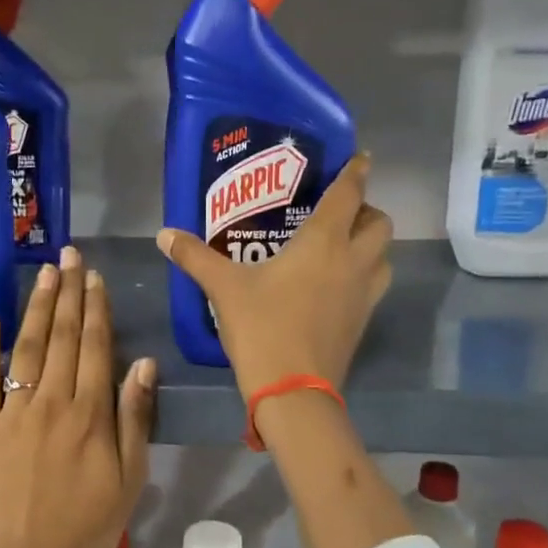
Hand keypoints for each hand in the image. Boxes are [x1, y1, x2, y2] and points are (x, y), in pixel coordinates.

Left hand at [0, 245, 156, 547]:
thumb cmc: (90, 523)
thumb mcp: (131, 476)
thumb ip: (135, 417)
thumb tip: (142, 362)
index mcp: (90, 413)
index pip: (95, 347)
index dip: (96, 309)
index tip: (94, 278)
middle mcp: (52, 402)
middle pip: (62, 338)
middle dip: (67, 293)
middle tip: (68, 255)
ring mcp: (13, 412)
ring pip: (27, 349)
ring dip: (37, 308)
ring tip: (44, 273)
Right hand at [157, 153, 392, 398]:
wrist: (293, 390)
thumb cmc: (262, 328)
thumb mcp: (224, 288)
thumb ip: (195, 257)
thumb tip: (164, 235)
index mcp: (324, 243)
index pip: (349, 194)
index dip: (355, 171)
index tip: (360, 157)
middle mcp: (352, 262)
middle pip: (379, 224)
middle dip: (365, 210)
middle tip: (338, 213)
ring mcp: (363, 295)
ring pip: (383, 256)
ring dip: (370, 244)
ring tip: (341, 246)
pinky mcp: (362, 322)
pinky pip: (373, 286)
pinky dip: (363, 275)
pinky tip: (334, 285)